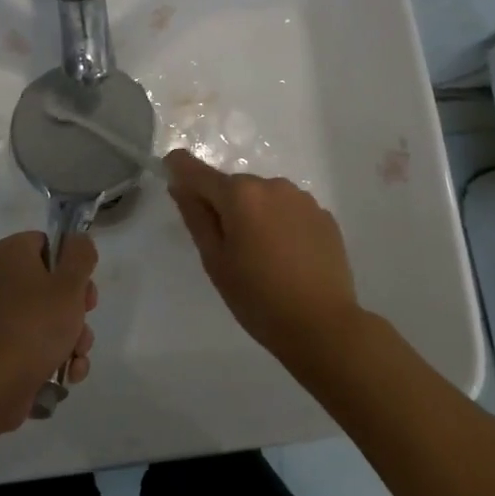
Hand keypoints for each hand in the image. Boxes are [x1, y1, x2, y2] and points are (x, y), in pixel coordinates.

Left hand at [0, 231, 98, 430]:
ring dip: (74, 336)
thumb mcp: (69, 284)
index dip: (73, 263)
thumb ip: (80, 256)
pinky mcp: (6, 345)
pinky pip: (40, 341)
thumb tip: (79, 240)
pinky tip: (69, 372)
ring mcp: (3, 314)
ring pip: (52, 315)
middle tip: (83, 318)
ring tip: (76, 354)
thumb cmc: (35, 325)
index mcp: (12, 253)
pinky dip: (58, 355)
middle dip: (78, 307)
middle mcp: (3, 278)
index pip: (50, 243)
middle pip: (55, 282)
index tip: (84, 284)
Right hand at [164, 149, 362, 366]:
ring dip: (254, 214)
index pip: (197, 171)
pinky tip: (286, 257)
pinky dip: (280, 224)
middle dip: (223, 205)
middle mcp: (272, 185)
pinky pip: (289, 211)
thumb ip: (195, 216)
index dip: (179, 169)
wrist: (323, 326)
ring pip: (264, 197)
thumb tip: (180, 185)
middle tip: (224, 247)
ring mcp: (302, 199)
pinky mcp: (324, 216)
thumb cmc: (257, 297)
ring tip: (260, 255)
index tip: (170, 176)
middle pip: (234, 186)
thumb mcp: (215, 261)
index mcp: (240, 194)